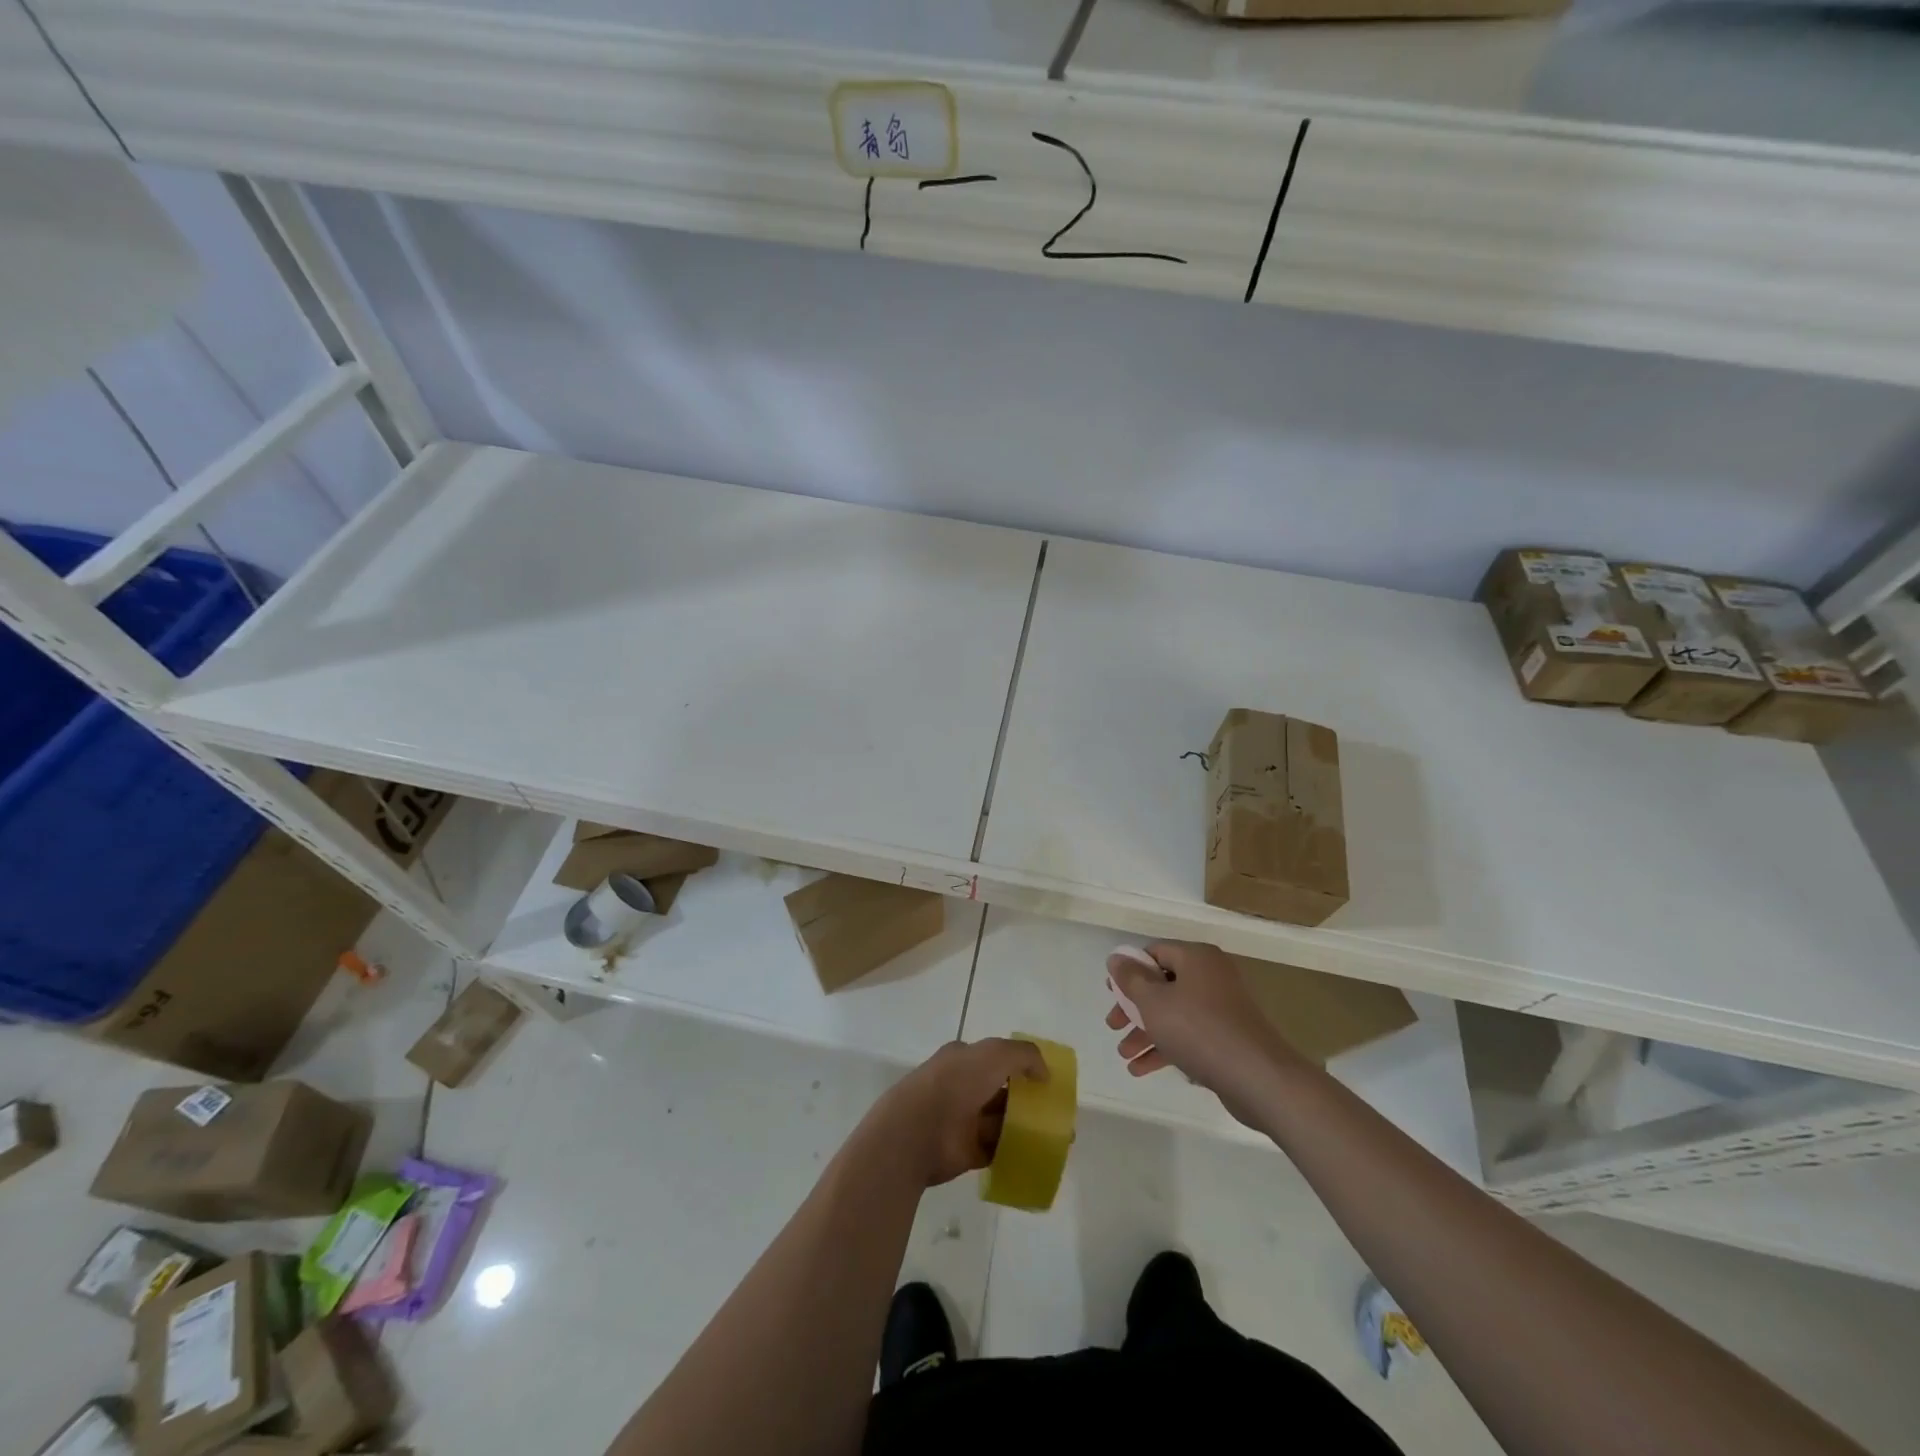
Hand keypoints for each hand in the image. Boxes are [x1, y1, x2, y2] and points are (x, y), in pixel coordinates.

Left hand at [868, 1038, 1048, 1186]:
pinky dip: (1015, 1153)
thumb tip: (1044, 1072)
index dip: (1021, 1066)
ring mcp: (963, 1120)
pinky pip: (996, 1151)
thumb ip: (1024, 1055)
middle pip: (1001, 1092)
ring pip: (1001, 1122)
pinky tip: (1038, 1156)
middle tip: (1056, 1112)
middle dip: (1027, 1100)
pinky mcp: (965, 1152)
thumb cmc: (955, 1083)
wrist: (917, 1130)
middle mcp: (962, 1087)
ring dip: (1026, 1128)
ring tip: (1057, 1138)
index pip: (995, 1059)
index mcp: (963, 1059)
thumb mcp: (994, 1053)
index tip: (1045, 1080)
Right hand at [1106, 941, 1303, 1128]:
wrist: (1259, 1078)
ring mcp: (1223, 1008)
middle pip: (1163, 985)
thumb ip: (1131, 979)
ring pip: (1175, 1013)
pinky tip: (1142, 1070)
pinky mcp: (1229, 1037)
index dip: (1129, 971)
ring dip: (1146, 1033)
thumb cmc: (1199, 1030)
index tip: (1111, 994)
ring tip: (1125, 1056)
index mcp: (1196, 957)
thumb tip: (1117, 958)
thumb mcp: (1154, 1002)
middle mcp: (1212, 976)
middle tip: (1113, 1026)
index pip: (1155, 953)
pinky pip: (1190, 1035)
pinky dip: (1167, 1048)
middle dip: (1134, 1009)